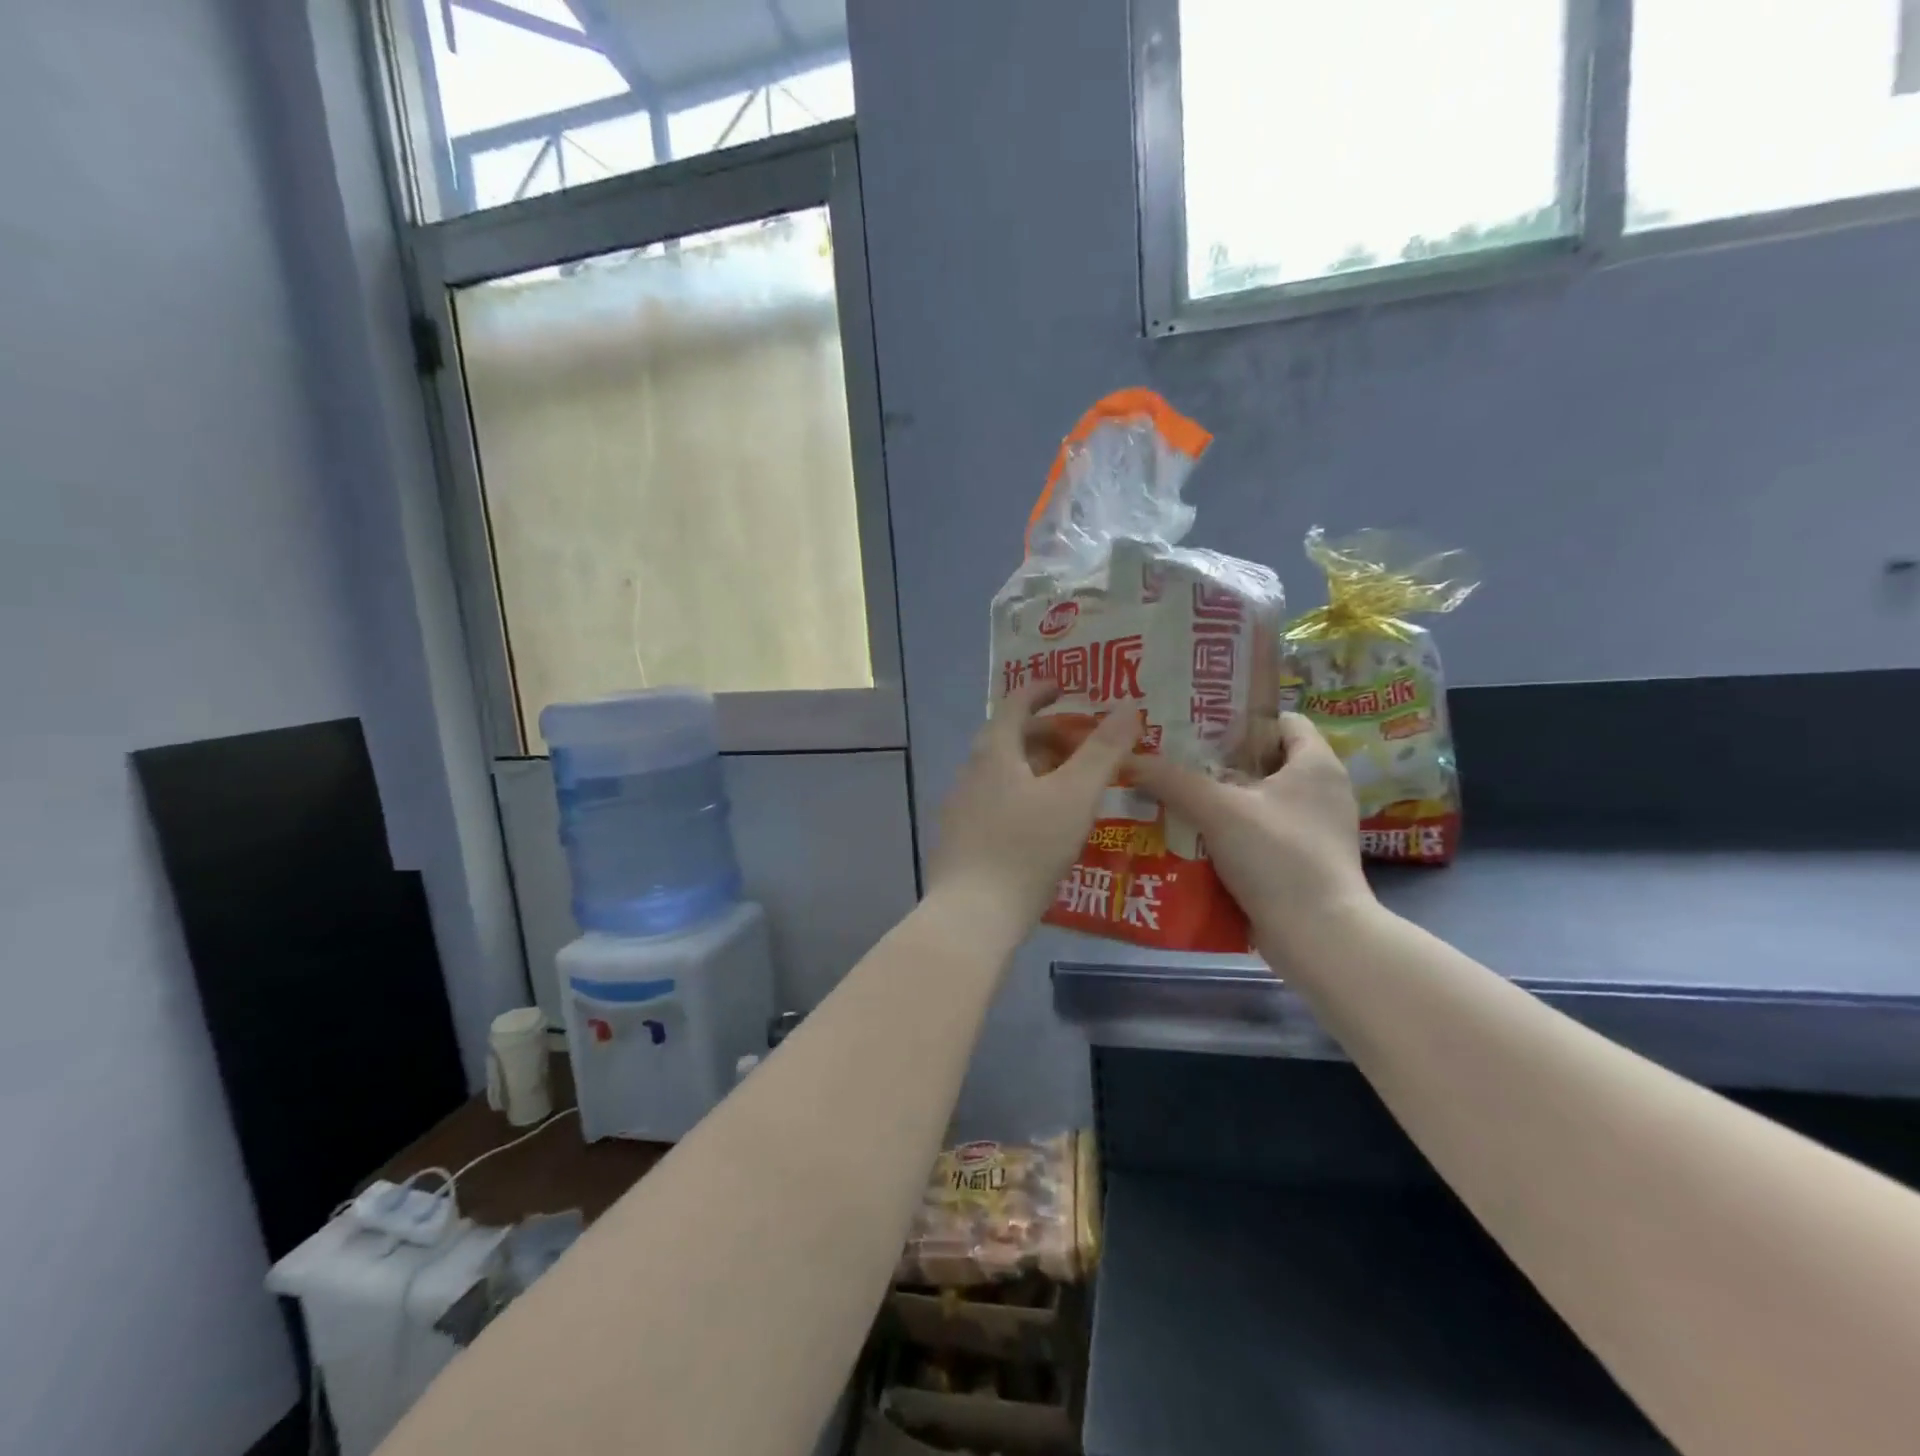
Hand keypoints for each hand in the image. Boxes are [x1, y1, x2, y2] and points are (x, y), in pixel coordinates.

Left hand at [927, 680, 1142, 938]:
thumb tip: (1128, 705)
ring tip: (1067, 784)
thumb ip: (1103, 750)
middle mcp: (969, 772)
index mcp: (993, 753)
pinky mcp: (958, 838)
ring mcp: (959, 806)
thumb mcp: (1075, 796)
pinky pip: (993, 801)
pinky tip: (1040, 823)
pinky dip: (1020, 796)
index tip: (1064, 688)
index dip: (1040, 690)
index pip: (1014, 704)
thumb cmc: (1027, 849)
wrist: (973, 915)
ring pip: (1000, 772)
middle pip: (1007, 739)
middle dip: (1044, 734)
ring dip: (1033, 767)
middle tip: (1080, 744)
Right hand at [1129, 713, 1374, 955]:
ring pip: (1258, 799)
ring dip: (1220, 798)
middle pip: (1264, 760)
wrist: (1318, 937)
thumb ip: (1172, 780)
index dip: (1240, 718)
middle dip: (1218, 760)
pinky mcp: (1302, 861)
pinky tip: (1192, 836)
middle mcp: (1322, 791)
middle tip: (1173, 759)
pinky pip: (1260, 832)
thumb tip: (1130, 758)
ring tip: (1174, 794)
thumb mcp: (1218, 811)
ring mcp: (1313, 829)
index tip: (1197, 724)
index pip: (1281, 720)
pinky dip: (1230, 831)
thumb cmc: (1277, 857)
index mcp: (1316, 765)